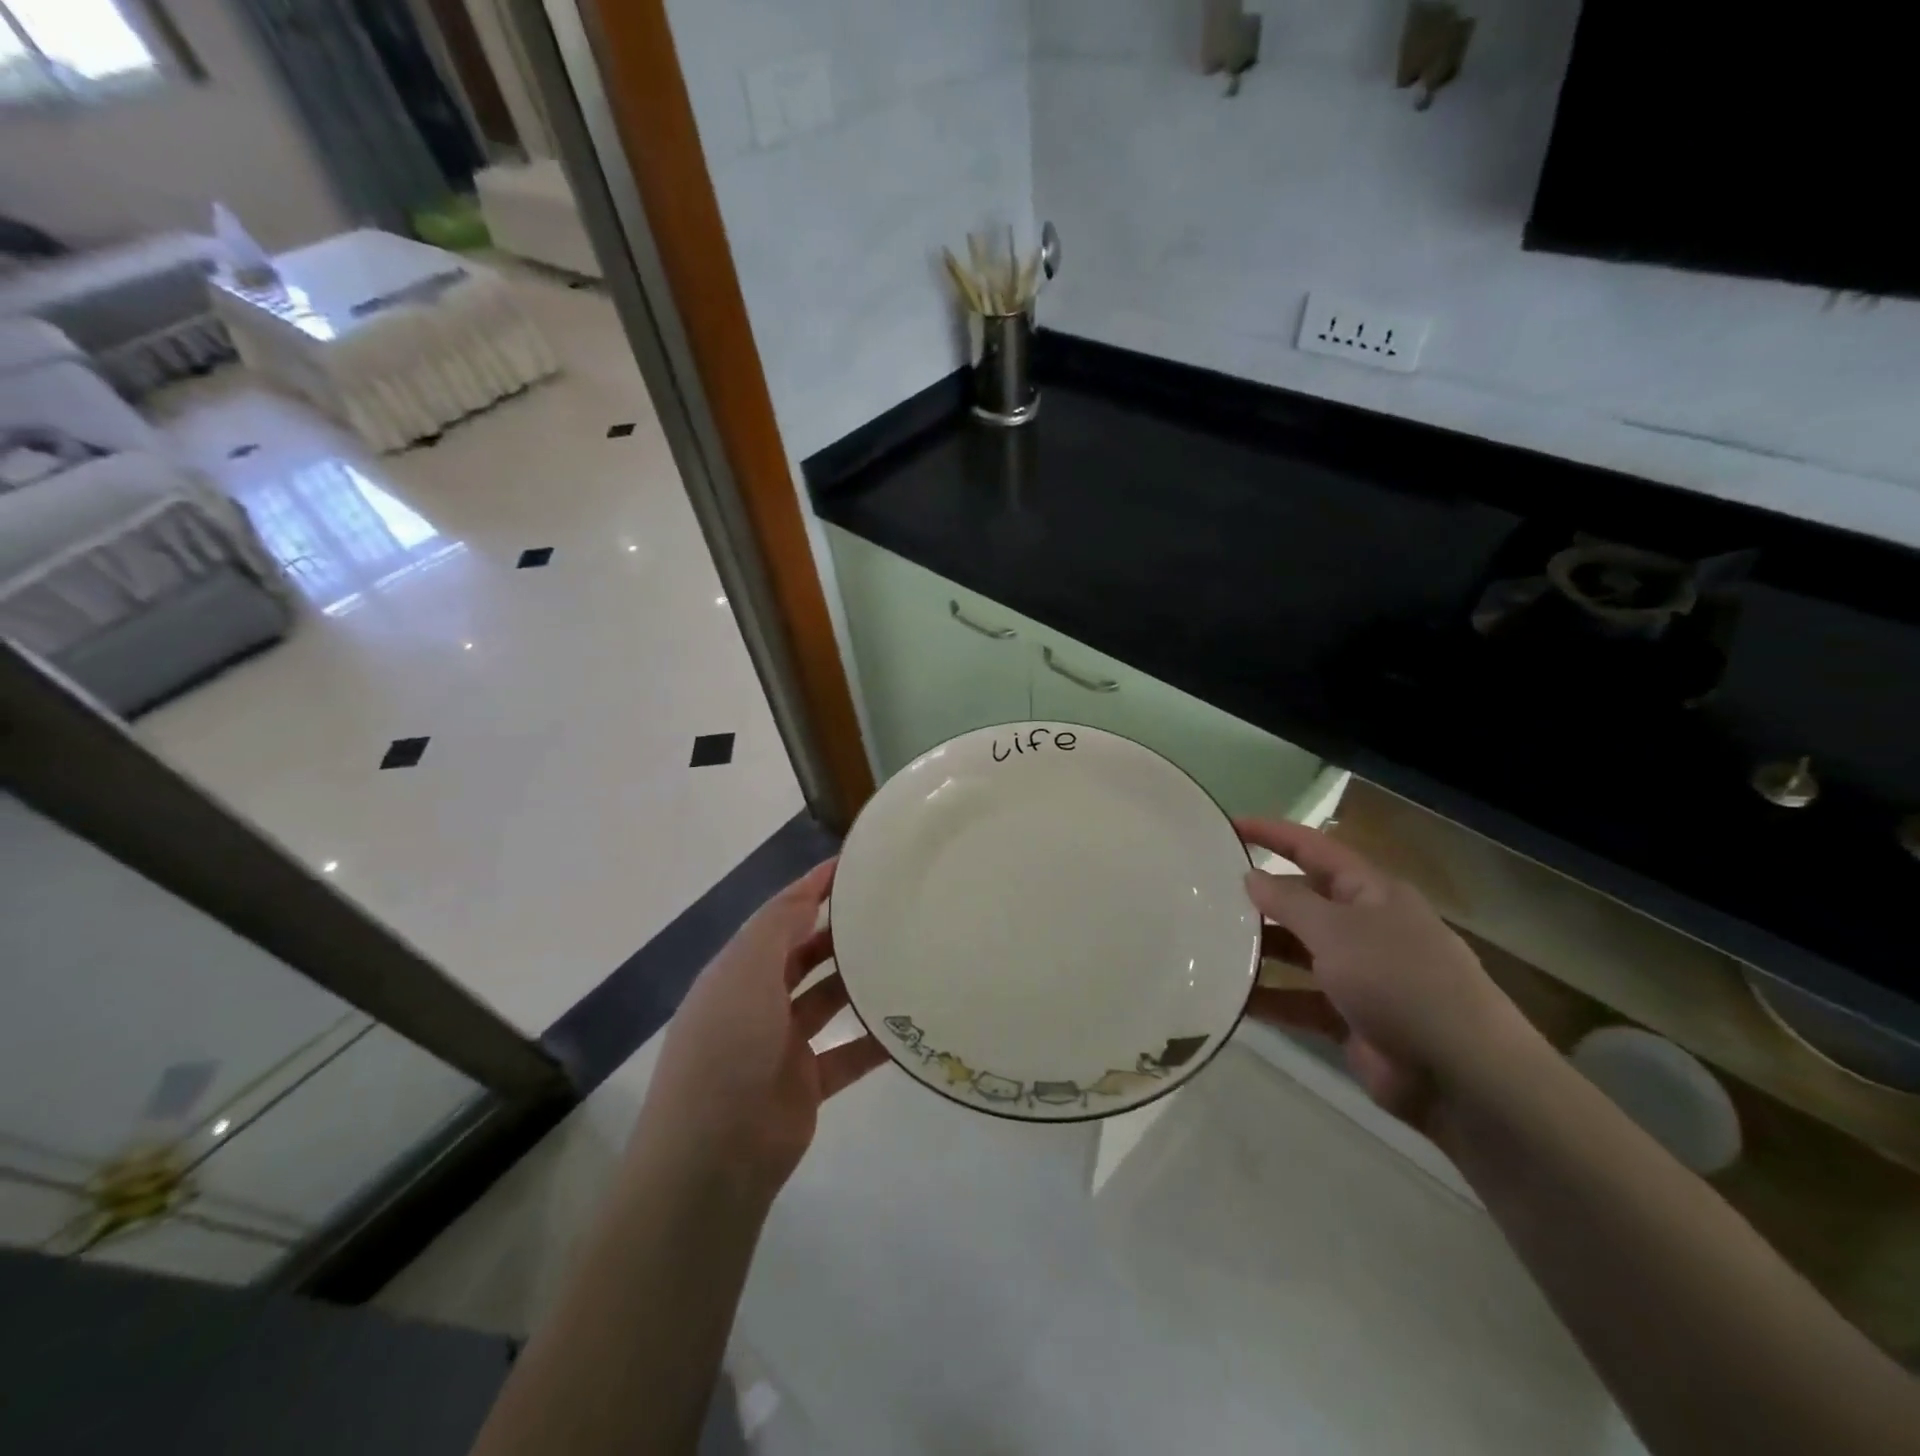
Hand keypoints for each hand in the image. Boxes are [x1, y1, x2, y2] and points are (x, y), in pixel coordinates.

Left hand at [636, 860, 886, 1199]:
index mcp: (737, 971)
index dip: (813, 888)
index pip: (779, 916)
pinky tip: (911, 1024)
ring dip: (860, 982)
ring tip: (906, 957)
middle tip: (891, 911)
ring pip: (828, 1001)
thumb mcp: (746, 972)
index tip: (856, 865)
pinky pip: (849, 1053)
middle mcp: (757, 1002)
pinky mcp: (806, 1083)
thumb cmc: (726, 1048)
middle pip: (805, 955)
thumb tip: (808, 893)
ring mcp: (781, 1045)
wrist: (713, 1158)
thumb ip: (779, 927)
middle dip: (840, 933)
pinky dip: (875, 1040)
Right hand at [1236, 818, 1529, 1128]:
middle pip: (1303, 902)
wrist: (1460, 1073)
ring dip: (1259, 952)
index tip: (1228, 826)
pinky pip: (1299, 1000)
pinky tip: (1231, 999)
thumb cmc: (1399, 980)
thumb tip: (1251, 877)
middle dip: (1259, 899)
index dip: (1273, 834)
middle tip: (1205, 895)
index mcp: (1371, 893)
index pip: (1314, 849)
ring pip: (1297, 953)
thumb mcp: (1337, 931)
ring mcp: (1359, 975)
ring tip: (1207, 946)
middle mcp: (1365, 927)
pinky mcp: (1350, 1018)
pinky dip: (1270, 999)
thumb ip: (1289, 902)